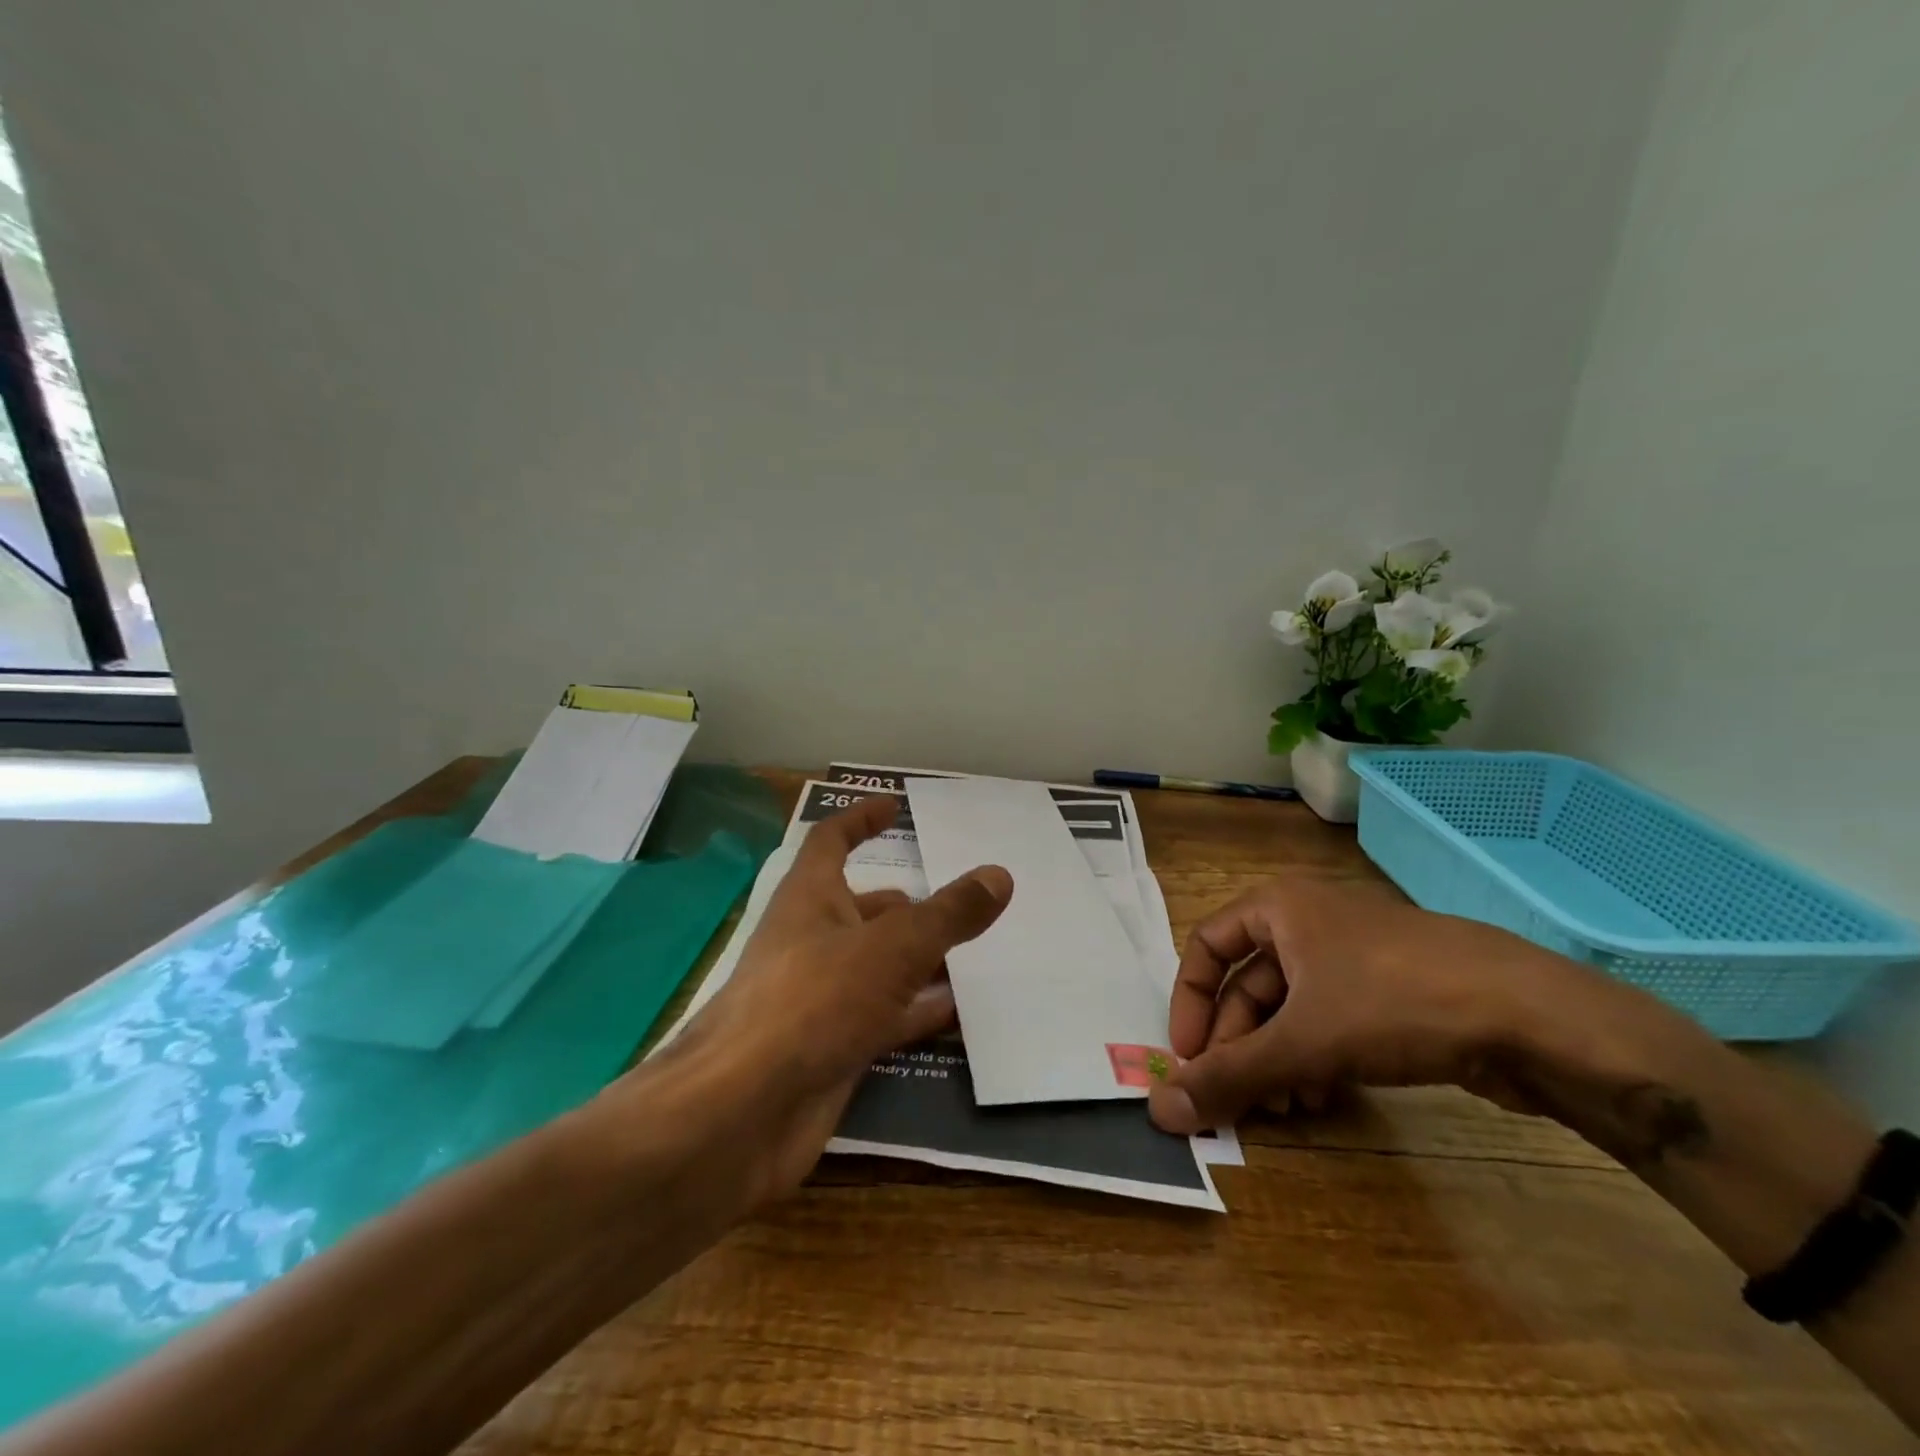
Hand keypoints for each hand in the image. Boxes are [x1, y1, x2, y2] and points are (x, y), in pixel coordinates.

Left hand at [662, 794, 1011, 1199]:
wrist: (744, 1113)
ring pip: (877, 965)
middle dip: (905, 904)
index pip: (831, 840)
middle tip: (957, 901)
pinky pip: (883, 1017)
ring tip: (970, 954)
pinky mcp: (830, 1045)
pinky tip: (956, 1012)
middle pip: (861, 908)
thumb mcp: (893, 948)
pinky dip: (916, 1011)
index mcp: (810, 898)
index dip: (861, 818)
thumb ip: (948, 914)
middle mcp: (811, 940)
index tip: (895, 805)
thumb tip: (999, 875)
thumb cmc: (813, 1002)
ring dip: (917, 958)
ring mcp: (820, 997)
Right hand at [1147, 877, 1606, 1135]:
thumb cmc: (1395, 1002)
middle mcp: (1309, 919)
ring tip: (1285, 1107)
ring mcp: (1354, 953)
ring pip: (1291, 1006)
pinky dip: (1315, 1055)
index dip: (1191, 1003)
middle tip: (1237, 1099)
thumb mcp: (1303, 1042)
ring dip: (1276, 1058)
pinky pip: (1330, 1017)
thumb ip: (1230, 1077)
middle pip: (1248, 983)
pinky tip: (1324, 1096)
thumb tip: (1160, 1111)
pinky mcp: (1390, 987)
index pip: (1206, 947)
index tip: (1190, 1058)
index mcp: (1278, 907)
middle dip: (1240, 1044)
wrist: (1532, 1015)